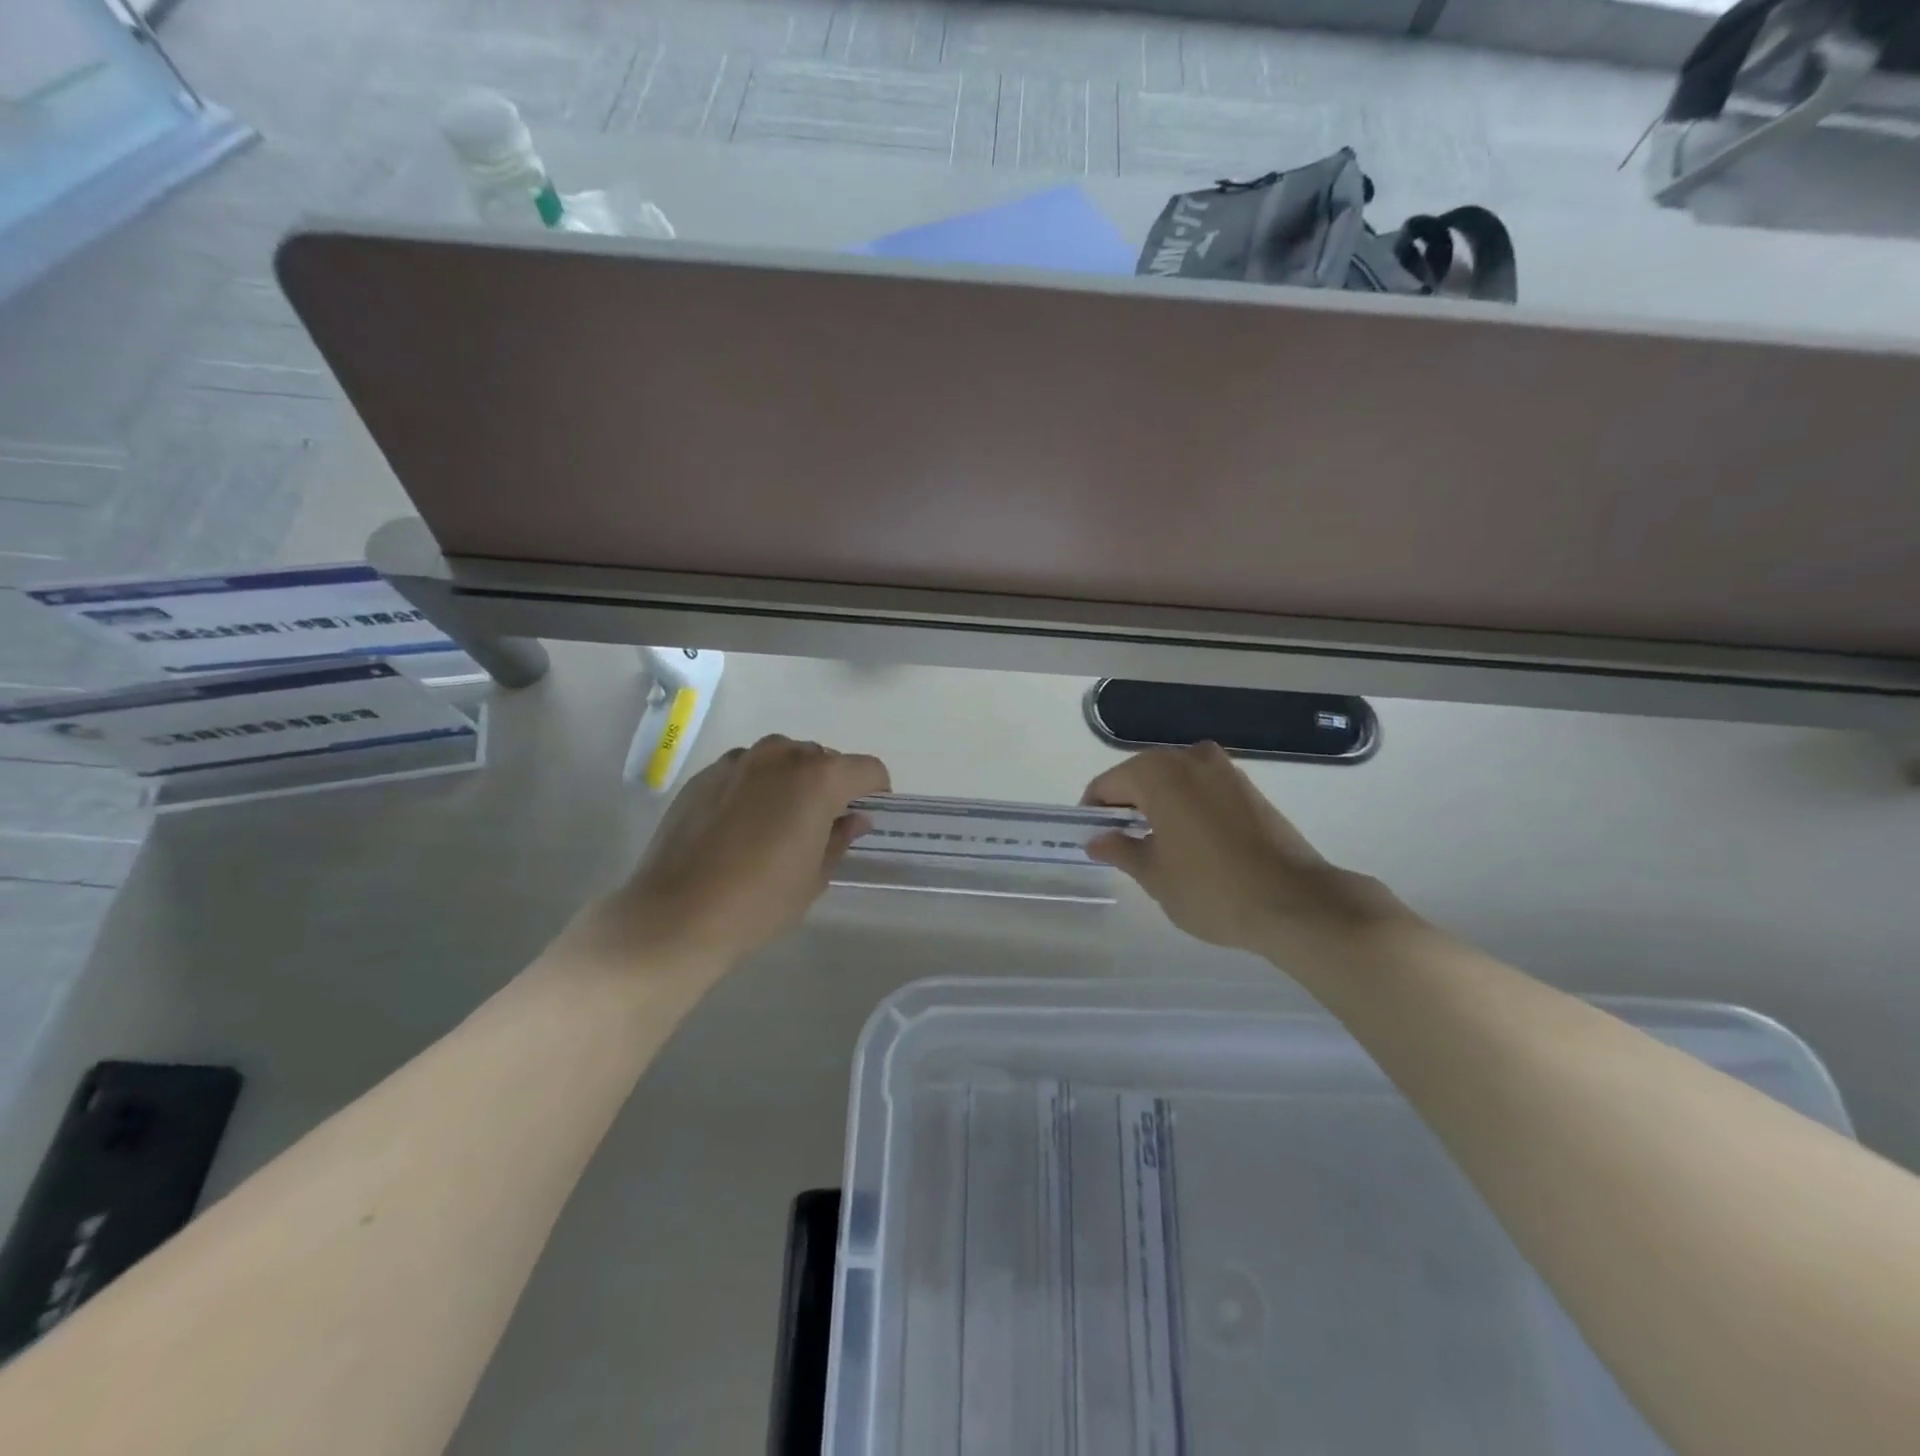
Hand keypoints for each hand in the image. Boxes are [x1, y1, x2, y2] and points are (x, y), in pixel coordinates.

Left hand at [582, 735, 890, 972]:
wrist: (676, 916)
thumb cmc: (760, 901)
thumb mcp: (815, 876)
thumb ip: (840, 837)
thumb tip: (853, 819)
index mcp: (817, 778)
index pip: (867, 769)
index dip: (875, 791)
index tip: (867, 816)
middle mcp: (780, 756)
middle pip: (822, 758)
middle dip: (831, 784)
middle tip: (821, 824)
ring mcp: (737, 762)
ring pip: (781, 758)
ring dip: (792, 779)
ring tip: (779, 820)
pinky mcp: (704, 775)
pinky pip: (745, 769)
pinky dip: (755, 786)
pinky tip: (740, 825)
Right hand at [1083, 743, 1414, 963]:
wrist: (1296, 903)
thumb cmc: (1211, 889)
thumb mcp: (1154, 875)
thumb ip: (1120, 850)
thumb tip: (1097, 839)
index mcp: (1158, 773)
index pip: (1108, 784)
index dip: (1094, 811)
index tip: (1093, 839)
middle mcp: (1190, 759)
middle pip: (1142, 776)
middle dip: (1127, 805)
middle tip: (1120, 844)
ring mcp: (1225, 771)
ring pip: (1175, 781)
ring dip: (1158, 804)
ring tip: (1156, 845)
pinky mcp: (1250, 789)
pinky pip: (1203, 789)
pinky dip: (1188, 807)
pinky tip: (1191, 842)